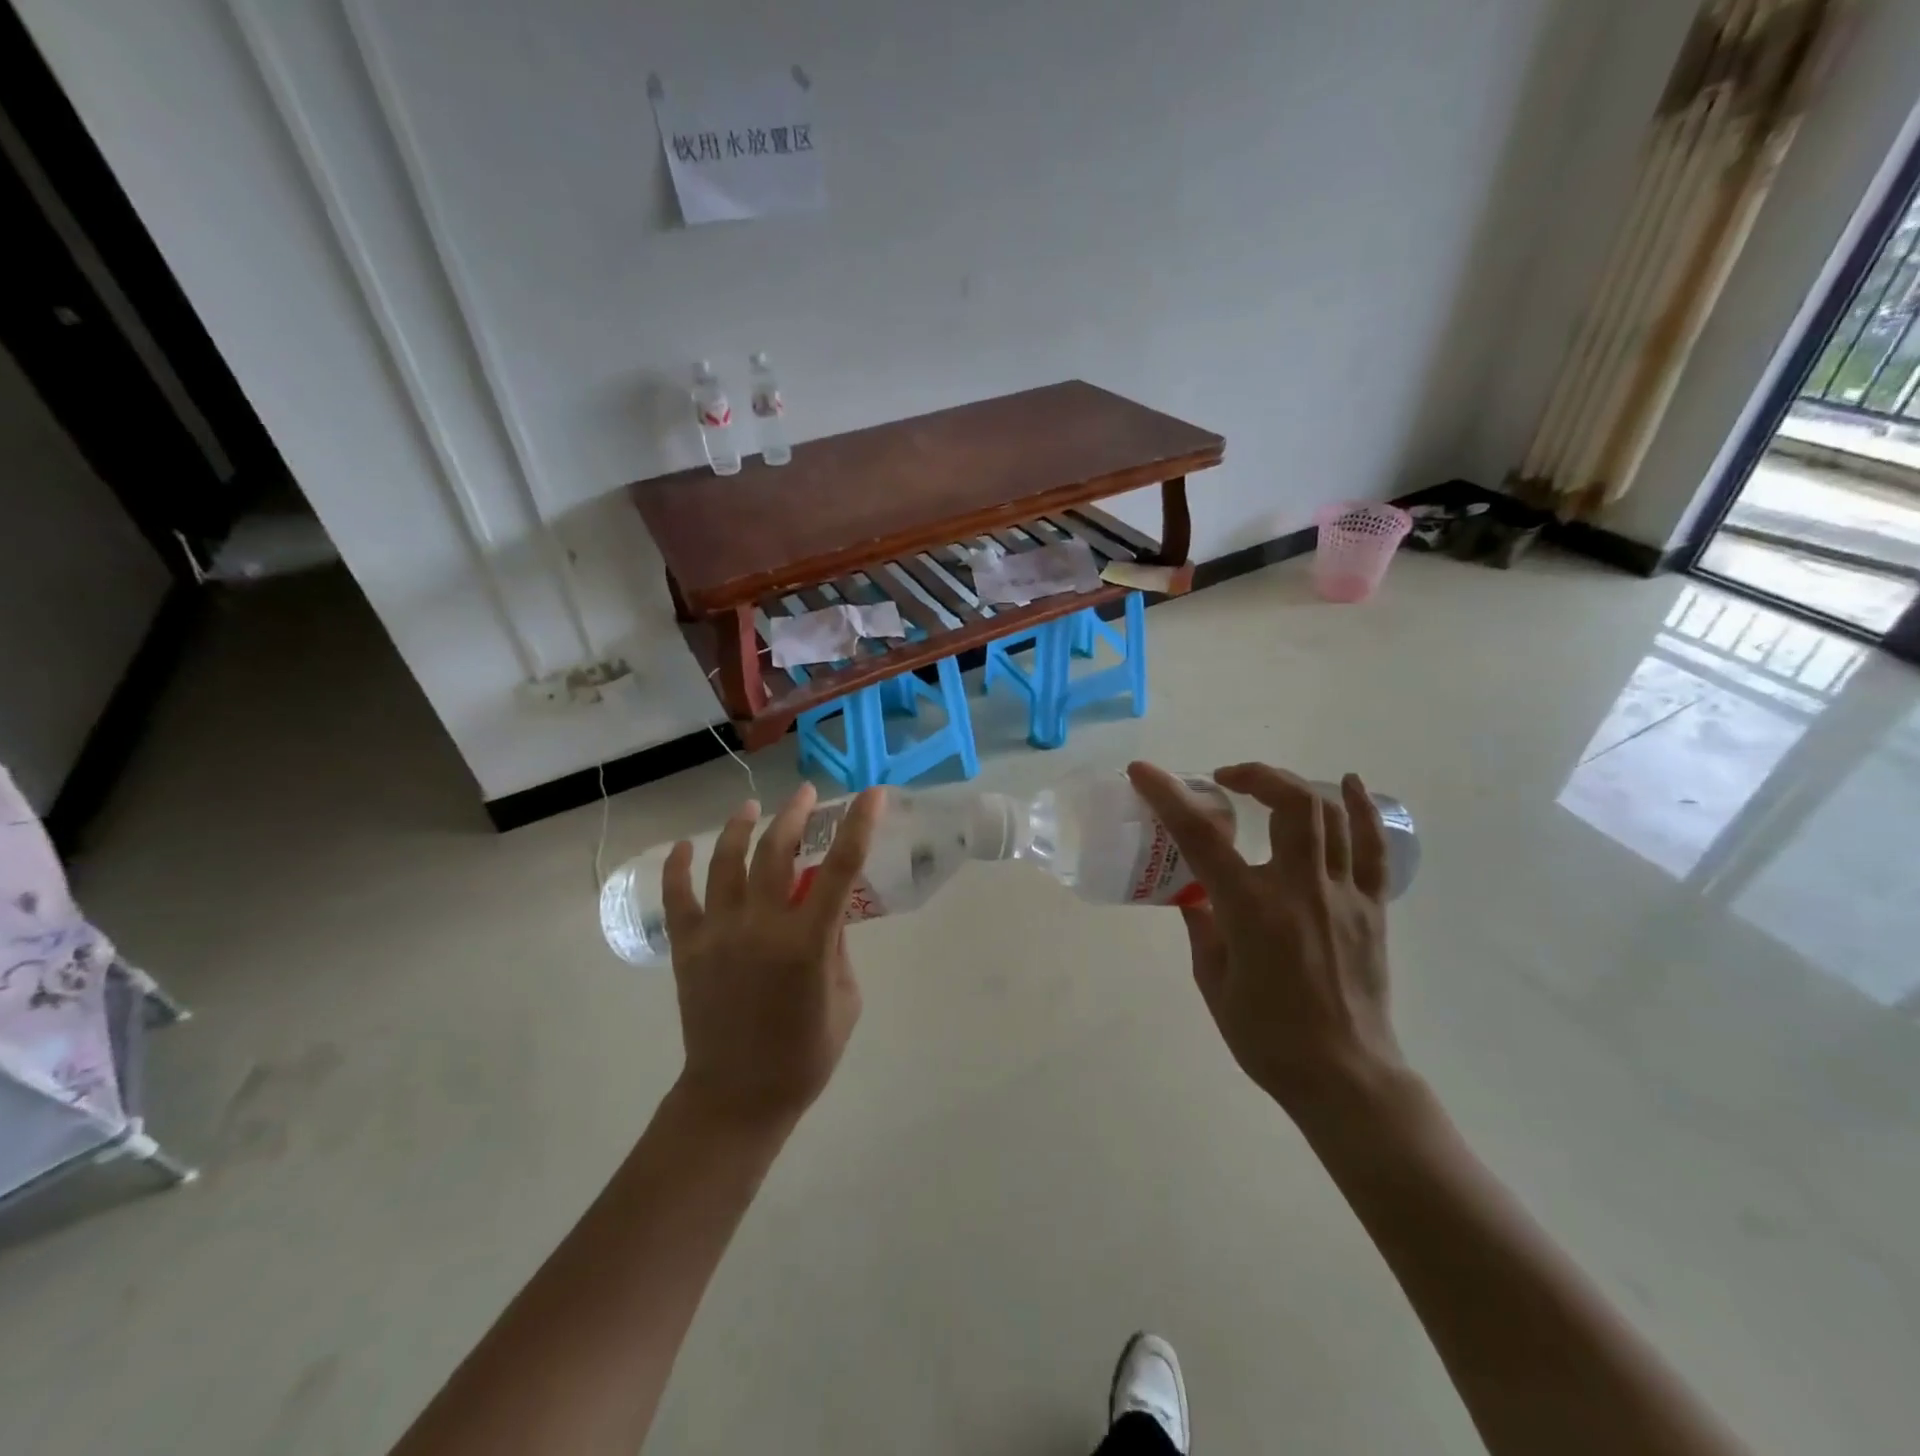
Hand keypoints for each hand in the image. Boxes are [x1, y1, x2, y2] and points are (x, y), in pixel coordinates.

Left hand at [661, 783, 882, 1128]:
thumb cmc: (804, 1055)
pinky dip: (678, 868)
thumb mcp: (846, 999)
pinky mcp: (687, 948)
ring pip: (726, 862)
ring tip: (752, 807)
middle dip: (795, 814)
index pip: (840, 868)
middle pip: (776, 851)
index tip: (871, 794)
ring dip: (741, 827)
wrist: (736, 1098)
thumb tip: (826, 909)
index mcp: (807, 943)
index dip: (859, 825)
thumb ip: (837, 947)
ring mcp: (717, 934)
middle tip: (807, 793)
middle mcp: (760, 927)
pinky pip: (677, 898)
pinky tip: (684, 846)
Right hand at [1127, 761, 1405, 1116]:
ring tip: (1266, 785)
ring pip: (1329, 815)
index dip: (1168, 796)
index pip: (1202, 837)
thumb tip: (1197, 894)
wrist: (1344, 1076)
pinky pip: (1373, 847)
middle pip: (1289, 804)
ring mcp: (1344, 895)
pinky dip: (1361, 809)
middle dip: (1253, 775)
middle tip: (1225, 780)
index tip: (1143, 771)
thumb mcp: (1213, 981)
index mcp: (1252, 910)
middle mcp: (1301, 890)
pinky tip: (1348, 783)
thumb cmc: (1267, 1037)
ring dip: (1293, 786)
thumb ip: (1202, 926)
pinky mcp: (1373, 908)